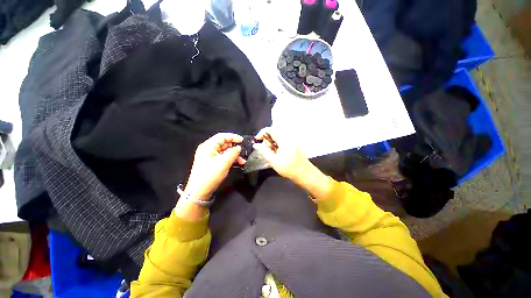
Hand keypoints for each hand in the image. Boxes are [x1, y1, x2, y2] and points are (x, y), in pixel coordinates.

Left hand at [185, 133, 245, 199]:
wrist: (199, 191)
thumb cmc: (210, 175)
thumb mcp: (224, 162)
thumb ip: (233, 153)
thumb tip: (239, 147)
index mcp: (208, 146)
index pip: (222, 136)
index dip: (233, 137)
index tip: (242, 140)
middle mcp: (208, 149)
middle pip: (224, 143)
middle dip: (235, 148)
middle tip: (243, 152)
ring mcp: (210, 156)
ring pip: (225, 151)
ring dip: (234, 155)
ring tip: (242, 161)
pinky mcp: (212, 162)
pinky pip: (223, 157)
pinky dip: (230, 159)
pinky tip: (237, 163)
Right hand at [253, 127, 312, 183]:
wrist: (304, 173)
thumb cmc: (288, 168)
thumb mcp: (273, 161)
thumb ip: (263, 151)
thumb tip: (256, 144)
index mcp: (283, 139)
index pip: (269, 129)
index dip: (261, 133)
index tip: (257, 141)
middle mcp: (288, 137)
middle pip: (273, 133)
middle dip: (267, 140)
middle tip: (266, 151)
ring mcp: (291, 140)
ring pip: (277, 137)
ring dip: (271, 144)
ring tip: (272, 154)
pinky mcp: (292, 144)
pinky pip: (281, 141)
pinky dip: (276, 145)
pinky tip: (277, 154)